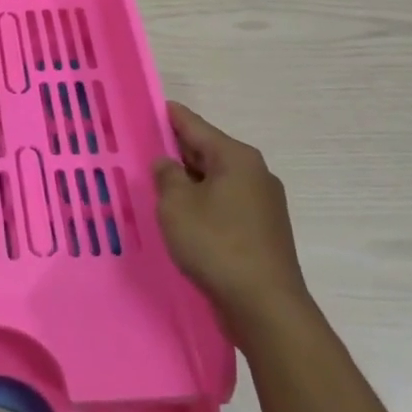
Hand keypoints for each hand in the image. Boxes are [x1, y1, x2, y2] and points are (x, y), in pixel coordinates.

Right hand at [153, 102, 309, 340]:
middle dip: (179, 150)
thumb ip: (167, 176)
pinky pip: (225, 203)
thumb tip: (167, 164)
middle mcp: (255, 173)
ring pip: (217, 180)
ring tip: (159, 182)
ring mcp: (263, 203)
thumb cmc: (216, 244)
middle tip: (146, 147)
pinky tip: (184, 214)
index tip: (154, 106)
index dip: (172, 117)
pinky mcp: (262, 231)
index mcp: (236, 158)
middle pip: (208, 151)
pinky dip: (203, 202)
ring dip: (190, 180)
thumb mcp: (176, 205)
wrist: (264, 306)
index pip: (196, 126)